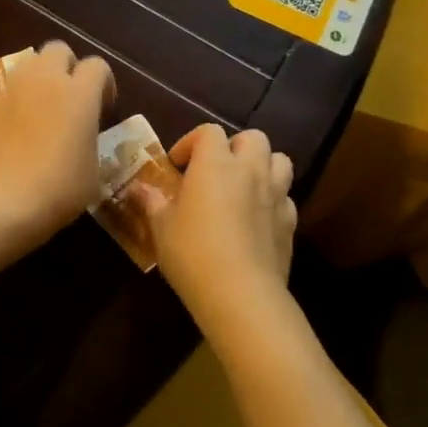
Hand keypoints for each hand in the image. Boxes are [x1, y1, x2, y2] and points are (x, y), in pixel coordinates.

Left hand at [0, 41, 114, 252]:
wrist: (0, 202)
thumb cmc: (58, 189)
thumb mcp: (93, 171)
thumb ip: (90, 140)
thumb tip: (83, 135)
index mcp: (79, 93)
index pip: (97, 65)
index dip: (104, 83)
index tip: (104, 107)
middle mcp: (45, 81)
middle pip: (58, 49)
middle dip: (68, 66)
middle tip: (72, 97)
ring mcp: (11, 90)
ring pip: (29, 64)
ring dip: (40, 78)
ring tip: (44, 109)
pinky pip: (7, 90)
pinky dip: (17, 100)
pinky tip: (19, 129)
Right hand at [138, 125, 295, 338]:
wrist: (241, 294)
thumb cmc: (193, 252)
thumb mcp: (161, 227)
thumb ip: (151, 201)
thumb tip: (137, 188)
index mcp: (215, 164)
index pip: (209, 132)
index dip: (192, 142)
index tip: (177, 165)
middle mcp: (250, 171)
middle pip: (253, 138)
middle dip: (234, 147)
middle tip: (215, 170)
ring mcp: (276, 195)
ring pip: (280, 161)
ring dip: (262, 166)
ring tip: (243, 186)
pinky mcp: (290, 223)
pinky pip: (286, 198)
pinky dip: (273, 200)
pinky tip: (257, 219)